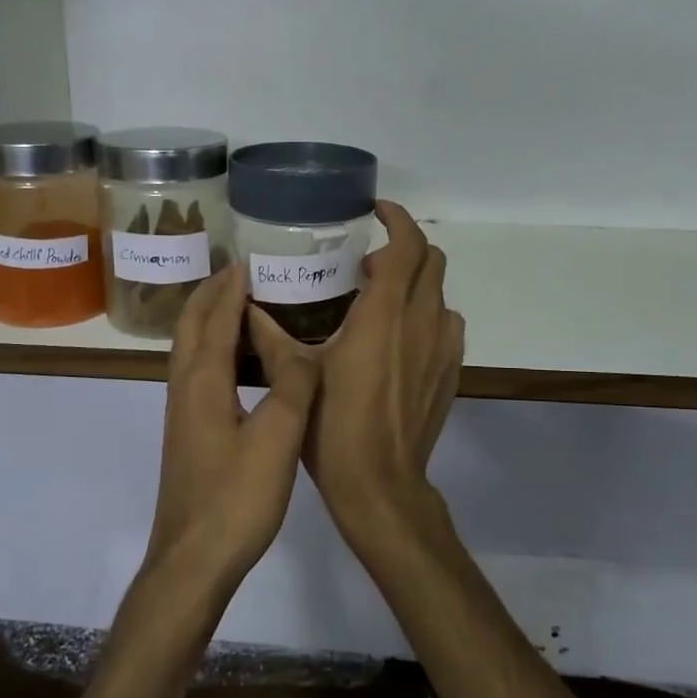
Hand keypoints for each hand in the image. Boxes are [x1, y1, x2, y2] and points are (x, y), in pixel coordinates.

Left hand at [144, 264, 321, 593]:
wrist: (193, 560)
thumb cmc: (236, 498)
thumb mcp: (277, 438)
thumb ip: (292, 386)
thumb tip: (301, 348)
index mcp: (203, 382)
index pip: (215, 320)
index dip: (230, 289)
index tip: (248, 262)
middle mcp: (185, 389)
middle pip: (191, 328)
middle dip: (210, 295)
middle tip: (239, 274)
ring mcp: (182, 413)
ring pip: (189, 351)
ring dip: (209, 320)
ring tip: (239, 307)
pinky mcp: (188, 434)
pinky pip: (197, 373)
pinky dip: (213, 350)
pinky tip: (237, 366)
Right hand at [305, 202, 464, 560]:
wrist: (379, 484)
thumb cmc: (333, 426)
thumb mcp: (297, 374)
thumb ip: (272, 335)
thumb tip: (246, 308)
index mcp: (384, 313)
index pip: (407, 245)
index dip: (397, 219)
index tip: (376, 213)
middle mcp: (421, 321)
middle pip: (432, 260)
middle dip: (405, 248)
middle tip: (367, 264)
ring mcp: (442, 347)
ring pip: (440, 293)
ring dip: (416, 284)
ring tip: (381, 302)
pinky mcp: (450, 371)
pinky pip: (446, 324)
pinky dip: (427, 315)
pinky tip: (400, 339)